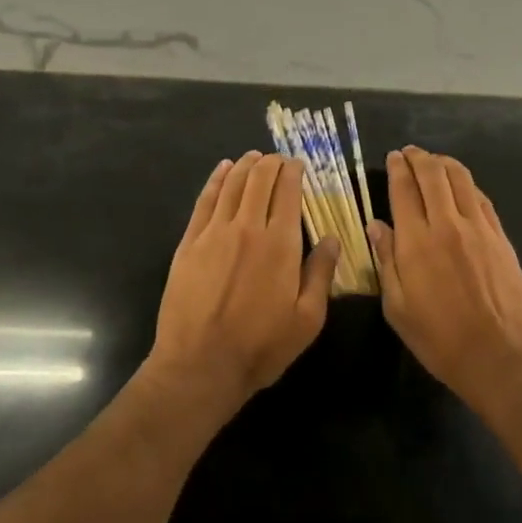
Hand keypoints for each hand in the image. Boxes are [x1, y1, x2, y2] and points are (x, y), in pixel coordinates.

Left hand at [146, 152, 339, 417]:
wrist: (200, 365)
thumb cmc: (261, 347)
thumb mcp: (307, 319)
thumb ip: (321, 274)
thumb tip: (332, 237)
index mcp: (281, 243)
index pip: (288, 191)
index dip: (294, 171)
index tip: (299, 165)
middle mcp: (248, 227)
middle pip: (259, 179)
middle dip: (272, 163)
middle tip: (278, 160)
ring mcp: (214, 232)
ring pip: (232, 184)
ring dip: (245, 165)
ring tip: (254, 157)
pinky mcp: (189, 242)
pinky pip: (205, 200)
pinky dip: (216, 180)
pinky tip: (222, 170)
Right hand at [369, 147, 521, 412]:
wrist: (500, 355)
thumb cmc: (440, 339)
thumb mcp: (398, 308)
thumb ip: (386, 261)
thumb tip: (376, 226)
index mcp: (416, 242)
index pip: (404, 190)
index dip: (398, 168)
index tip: (393, 157)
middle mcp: (447, 224)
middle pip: (433, 175)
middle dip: (419, 158)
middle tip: (410, 153)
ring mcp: (478, 228)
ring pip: (460, 179)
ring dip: (444, 163)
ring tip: (434, 161)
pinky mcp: (500, 237)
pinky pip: (481, 198)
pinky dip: (467, 184)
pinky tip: (461, 186)